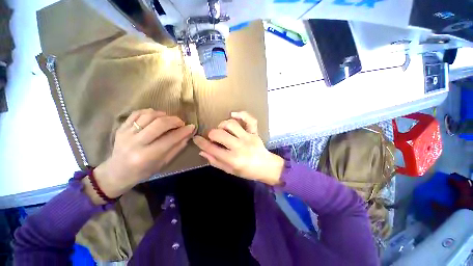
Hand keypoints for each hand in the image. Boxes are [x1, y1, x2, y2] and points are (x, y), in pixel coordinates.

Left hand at [85, 109, 194, 203]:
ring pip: (149, 115)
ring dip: (163, 115)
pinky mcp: (121, 127)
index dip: (183, 131)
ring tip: (169, 119)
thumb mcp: (163, 163)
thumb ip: (176, 148)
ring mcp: (126, 133)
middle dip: (175, 120)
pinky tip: (156, 116)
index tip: (192, 127)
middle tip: (181, 123)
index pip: (170, 139)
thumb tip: (188, 135)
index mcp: (147, 156)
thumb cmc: (143, 172)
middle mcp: (135, 143)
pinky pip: (137, 113)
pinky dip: (149, 112)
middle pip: (159, 123)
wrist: (116, 172)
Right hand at [193, 111, 283, 184]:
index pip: (212, 148)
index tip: (196, 139)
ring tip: (222, 129)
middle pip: (219, 134)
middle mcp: (239, 146)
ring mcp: (248, 137)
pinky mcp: (255, 132)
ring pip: (231, 124)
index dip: (201, 143)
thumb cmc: (247, 171)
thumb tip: (202, 151)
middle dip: (211, 134)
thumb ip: (215, 161)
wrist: (266, 167)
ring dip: (222, 125)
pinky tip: (233, 115)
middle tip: (212, 137)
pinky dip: (241, 114)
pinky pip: (249, 119)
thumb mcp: (229, 170)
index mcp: (232, 159)